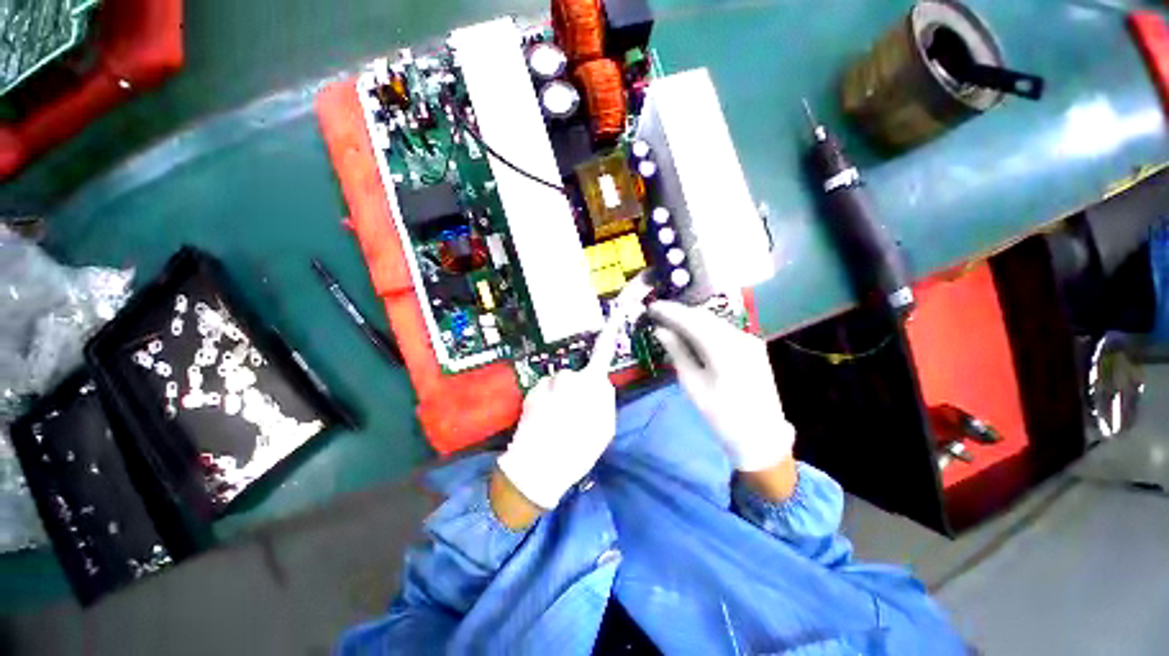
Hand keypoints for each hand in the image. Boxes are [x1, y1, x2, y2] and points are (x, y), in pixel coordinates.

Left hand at [495, 292, 630, 514]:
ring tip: (559, 425)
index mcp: (590, 384)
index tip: (616, 311)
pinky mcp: (531, 391)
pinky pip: (547, 392)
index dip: (610, 330)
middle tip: (577, 418)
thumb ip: (606, 399)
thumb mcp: (605, 429)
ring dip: (562, 399)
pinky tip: (546, 423)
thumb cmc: (577, 451)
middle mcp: (567, 376)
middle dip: (581, 390)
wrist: (536, 468)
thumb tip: (602, 382)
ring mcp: (547, 382)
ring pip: (562, 386)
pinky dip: (548, 403)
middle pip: (580, 377)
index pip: (603, 351)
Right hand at [648, 300, 794, 472]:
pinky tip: (691, 332)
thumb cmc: (722, 415)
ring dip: (691, 319)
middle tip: (658, 313)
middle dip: (680, 312)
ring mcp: (750, 340)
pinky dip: (704, 328)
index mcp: (724, 348)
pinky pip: (723, 330)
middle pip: (704, 316)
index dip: (670, 311)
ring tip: (670, 321)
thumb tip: (660, 330)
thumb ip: (677, 352)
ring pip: (714, 321)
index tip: (651, 307)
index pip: (692, 319)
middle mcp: (740, 337)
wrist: (761, 436)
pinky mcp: (753, 346)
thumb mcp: (693, 385)